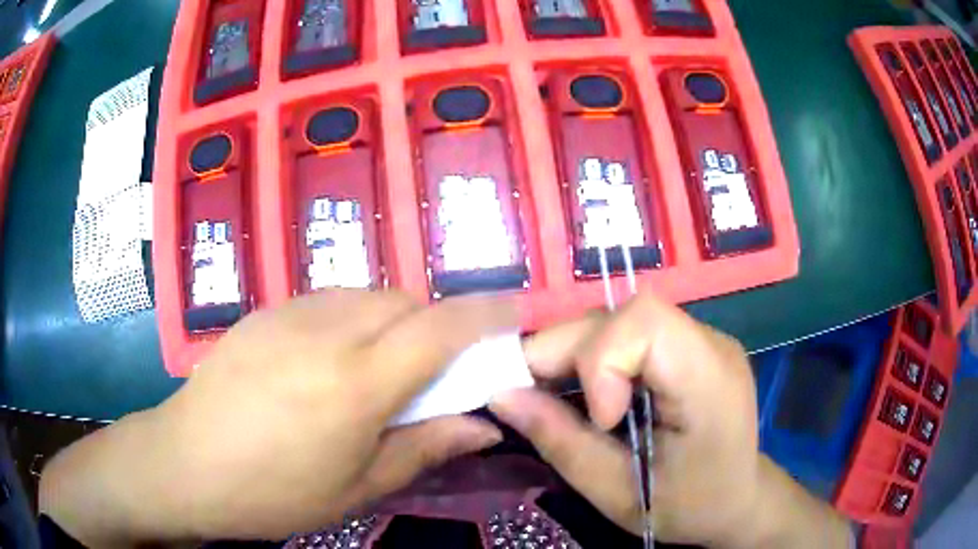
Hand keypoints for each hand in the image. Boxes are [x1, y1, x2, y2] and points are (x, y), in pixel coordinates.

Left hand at [41, 290, 513, 545]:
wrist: (184, 464)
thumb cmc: (271, 493)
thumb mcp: (355, 490)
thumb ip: (423, 449)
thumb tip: (483, 427)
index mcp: (355, 385)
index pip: (440, 329)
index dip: (486, 313)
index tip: (513, 311)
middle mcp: (326, 333)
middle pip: (405, 302)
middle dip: (434, 324)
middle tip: (431, 369)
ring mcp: (289, 315)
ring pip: (367, 294)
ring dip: (392, 319)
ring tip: (378, 366)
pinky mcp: (264, 312)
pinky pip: (328, 299)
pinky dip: (352, 317)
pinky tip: (329, 359)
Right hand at [490, 293, 850, 548]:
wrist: (738, 500)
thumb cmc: (687, 507)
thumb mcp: (618, 493)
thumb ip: (560, 442)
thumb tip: (501, 393)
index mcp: (709, 381)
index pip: (646, 322)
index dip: (600, 359)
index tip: (598, 419)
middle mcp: (711, 343)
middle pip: (625, 315)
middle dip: (568, 353)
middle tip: (538, 399)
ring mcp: (703, 339)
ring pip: (622, 319)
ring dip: (577, 355)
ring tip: (561, 399)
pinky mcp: (691, 346)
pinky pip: (632, 334)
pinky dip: (597, 359)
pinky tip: (593, 395)